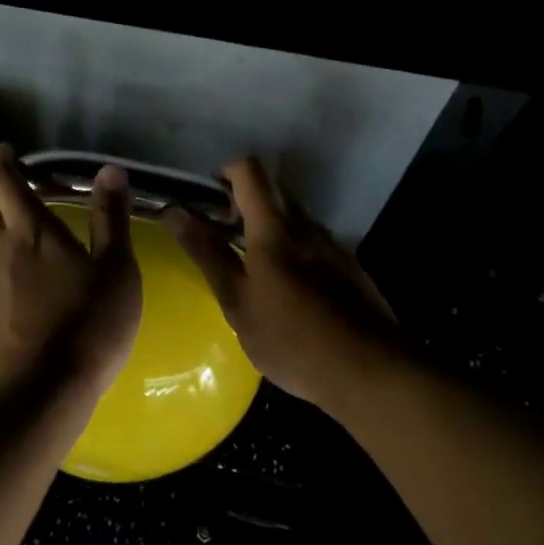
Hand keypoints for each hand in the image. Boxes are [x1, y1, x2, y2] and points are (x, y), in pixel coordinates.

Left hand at [0, 144, 141, 401]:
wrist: (41, 393)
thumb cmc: (89, 324)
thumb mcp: (117, 270)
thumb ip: (111, 218)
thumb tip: (110, 170)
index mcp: (31, 234)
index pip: (2, 181)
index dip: (0, 160)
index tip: (5, 151)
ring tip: (25, 260)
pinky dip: (2, 286)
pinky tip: (26, 307)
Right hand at [163, 157, 403, 411]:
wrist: (370, 373)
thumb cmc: (291, 339)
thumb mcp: (237, 302)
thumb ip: (206, 252)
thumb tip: (173, 210)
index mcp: (275, 229)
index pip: (249, 171)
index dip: (224, 173)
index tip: (208, 202)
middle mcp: (307, 226)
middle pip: (274, 191)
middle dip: (244, 203)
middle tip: (224, 239)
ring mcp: (334, 246)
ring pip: (295, 219)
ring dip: (270, 229)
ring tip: (254, 272)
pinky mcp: (350, 268)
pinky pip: (314, 244)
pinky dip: (294, 252)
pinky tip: (290, 295)